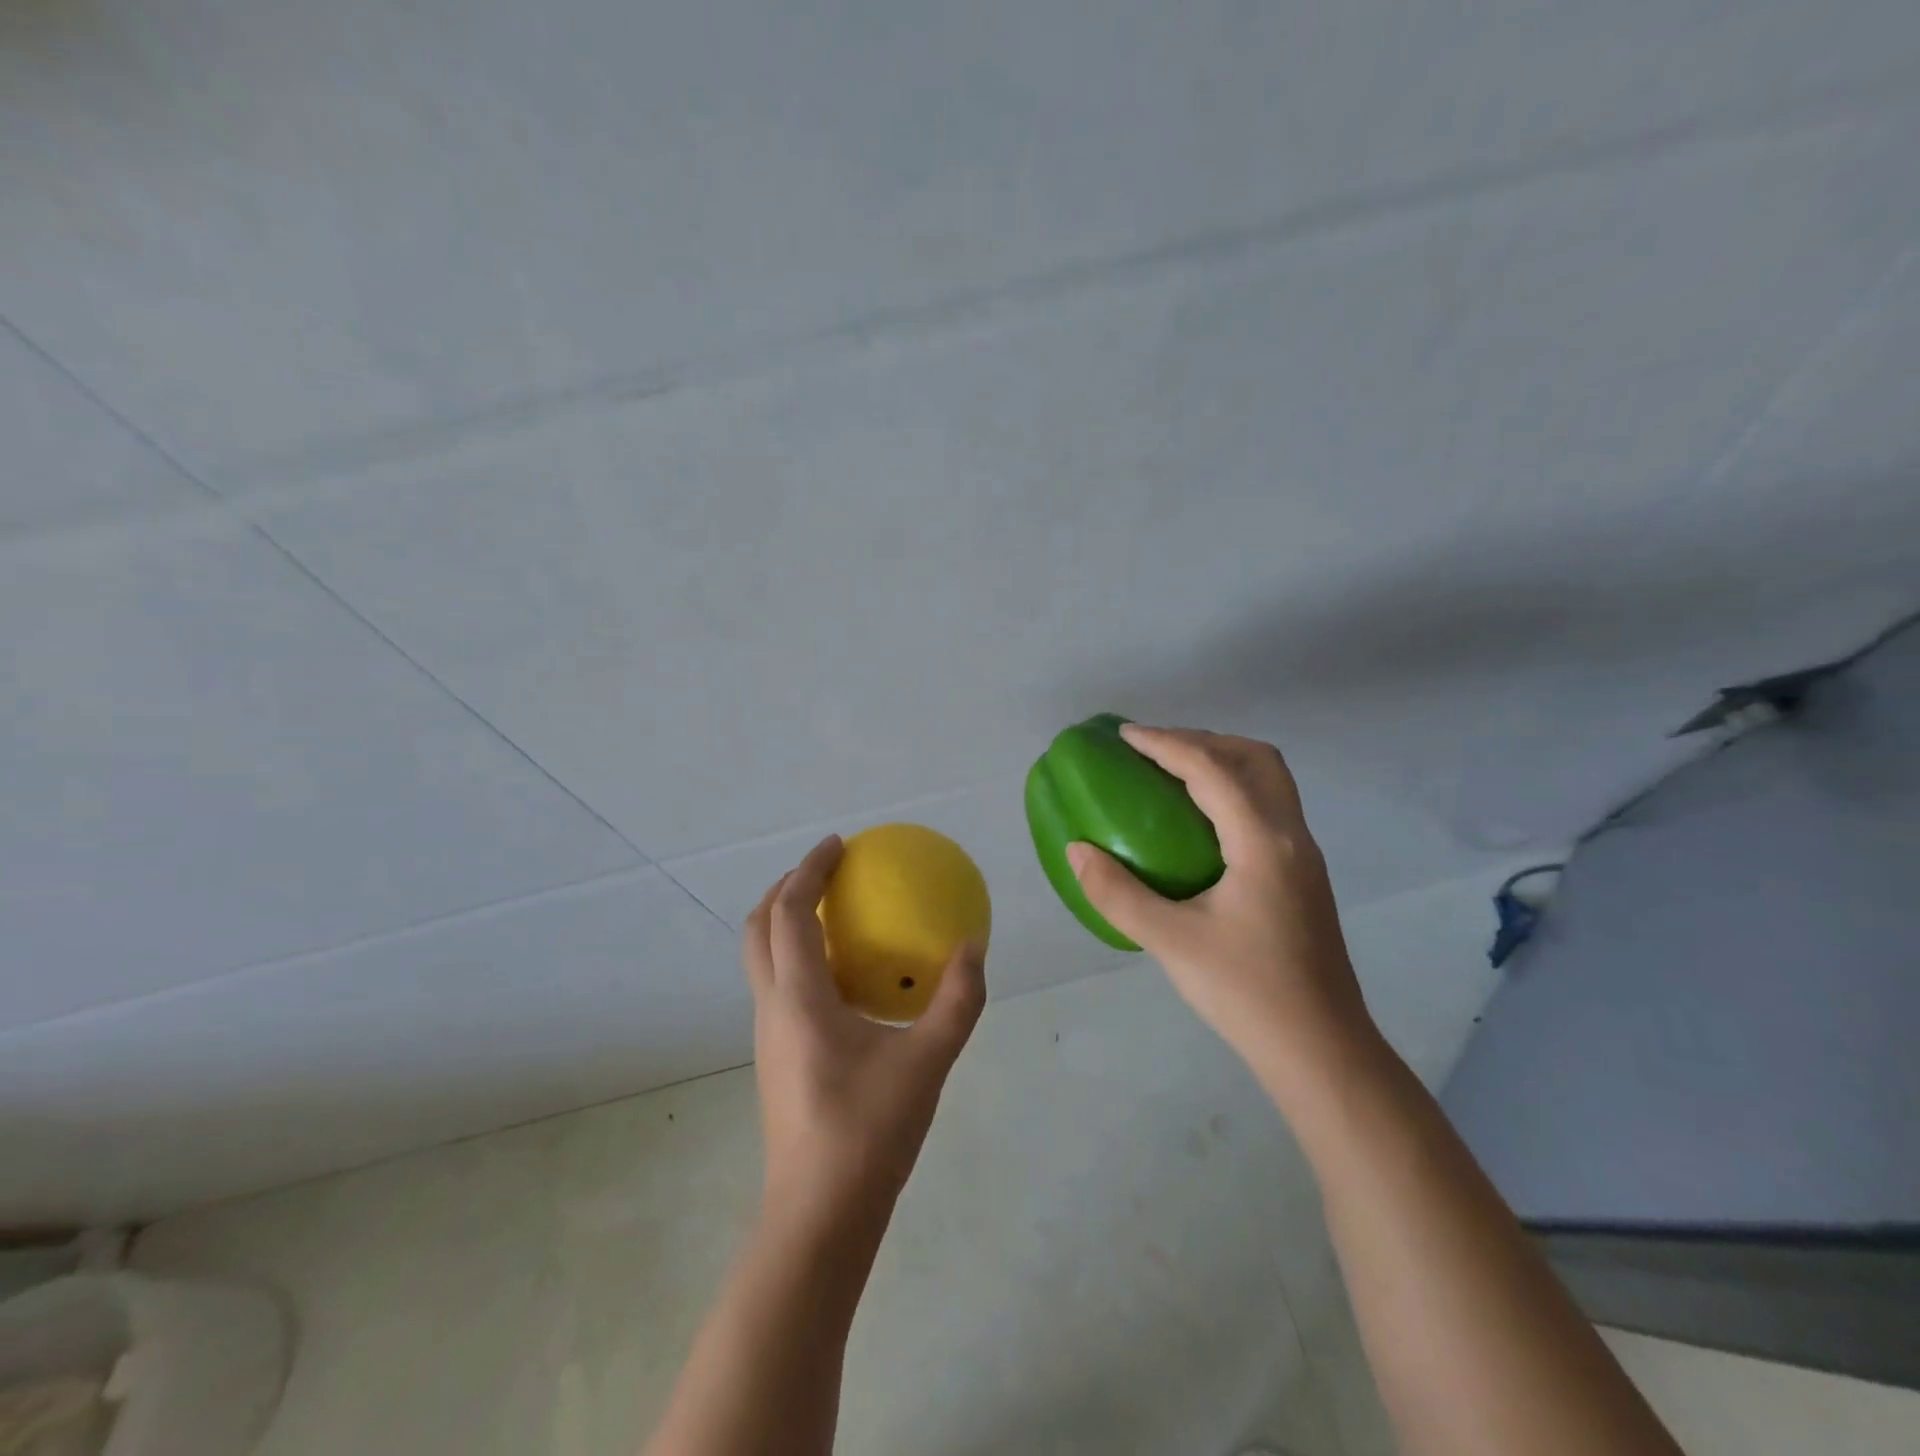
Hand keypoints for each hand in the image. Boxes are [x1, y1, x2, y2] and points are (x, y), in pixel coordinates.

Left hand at [743, 835, 986, 1233]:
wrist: (819, 1215)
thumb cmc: (869, 1131)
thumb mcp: (927, 1062)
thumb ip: (956, 1001)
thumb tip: (973, 947)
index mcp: (798, 997)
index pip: (789, 912)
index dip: (808, 870)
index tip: (839, 844)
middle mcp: (772, 1007)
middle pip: (758, 928)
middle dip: (785, 888)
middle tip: (827, 871)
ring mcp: (767, 1035)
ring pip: (761, 958)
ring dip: (786, 922)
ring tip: (832, 912)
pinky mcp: (776, 1057)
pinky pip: (777, 984)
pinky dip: (797, 956)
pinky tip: (842, 976)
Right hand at [1065, 725, 1374, 1076]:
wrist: (1321, 1050)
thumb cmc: (1247, 993)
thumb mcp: (1171, 943)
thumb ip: (1117, 893)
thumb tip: (1077, 849)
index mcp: (1263, 842)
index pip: (1212, 769)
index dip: (1166, 743)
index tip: (1125, 735)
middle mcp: (1292, 835)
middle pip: (1255, 758)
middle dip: (1202, 740)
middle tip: (1153, 750)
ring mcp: (1304, 855)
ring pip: (1269, 780)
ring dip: (1222, 761)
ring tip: (1173, 774)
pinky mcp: (1303, 874)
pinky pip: (1268, 806)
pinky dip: (1233, 789)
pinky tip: (1200, 821)